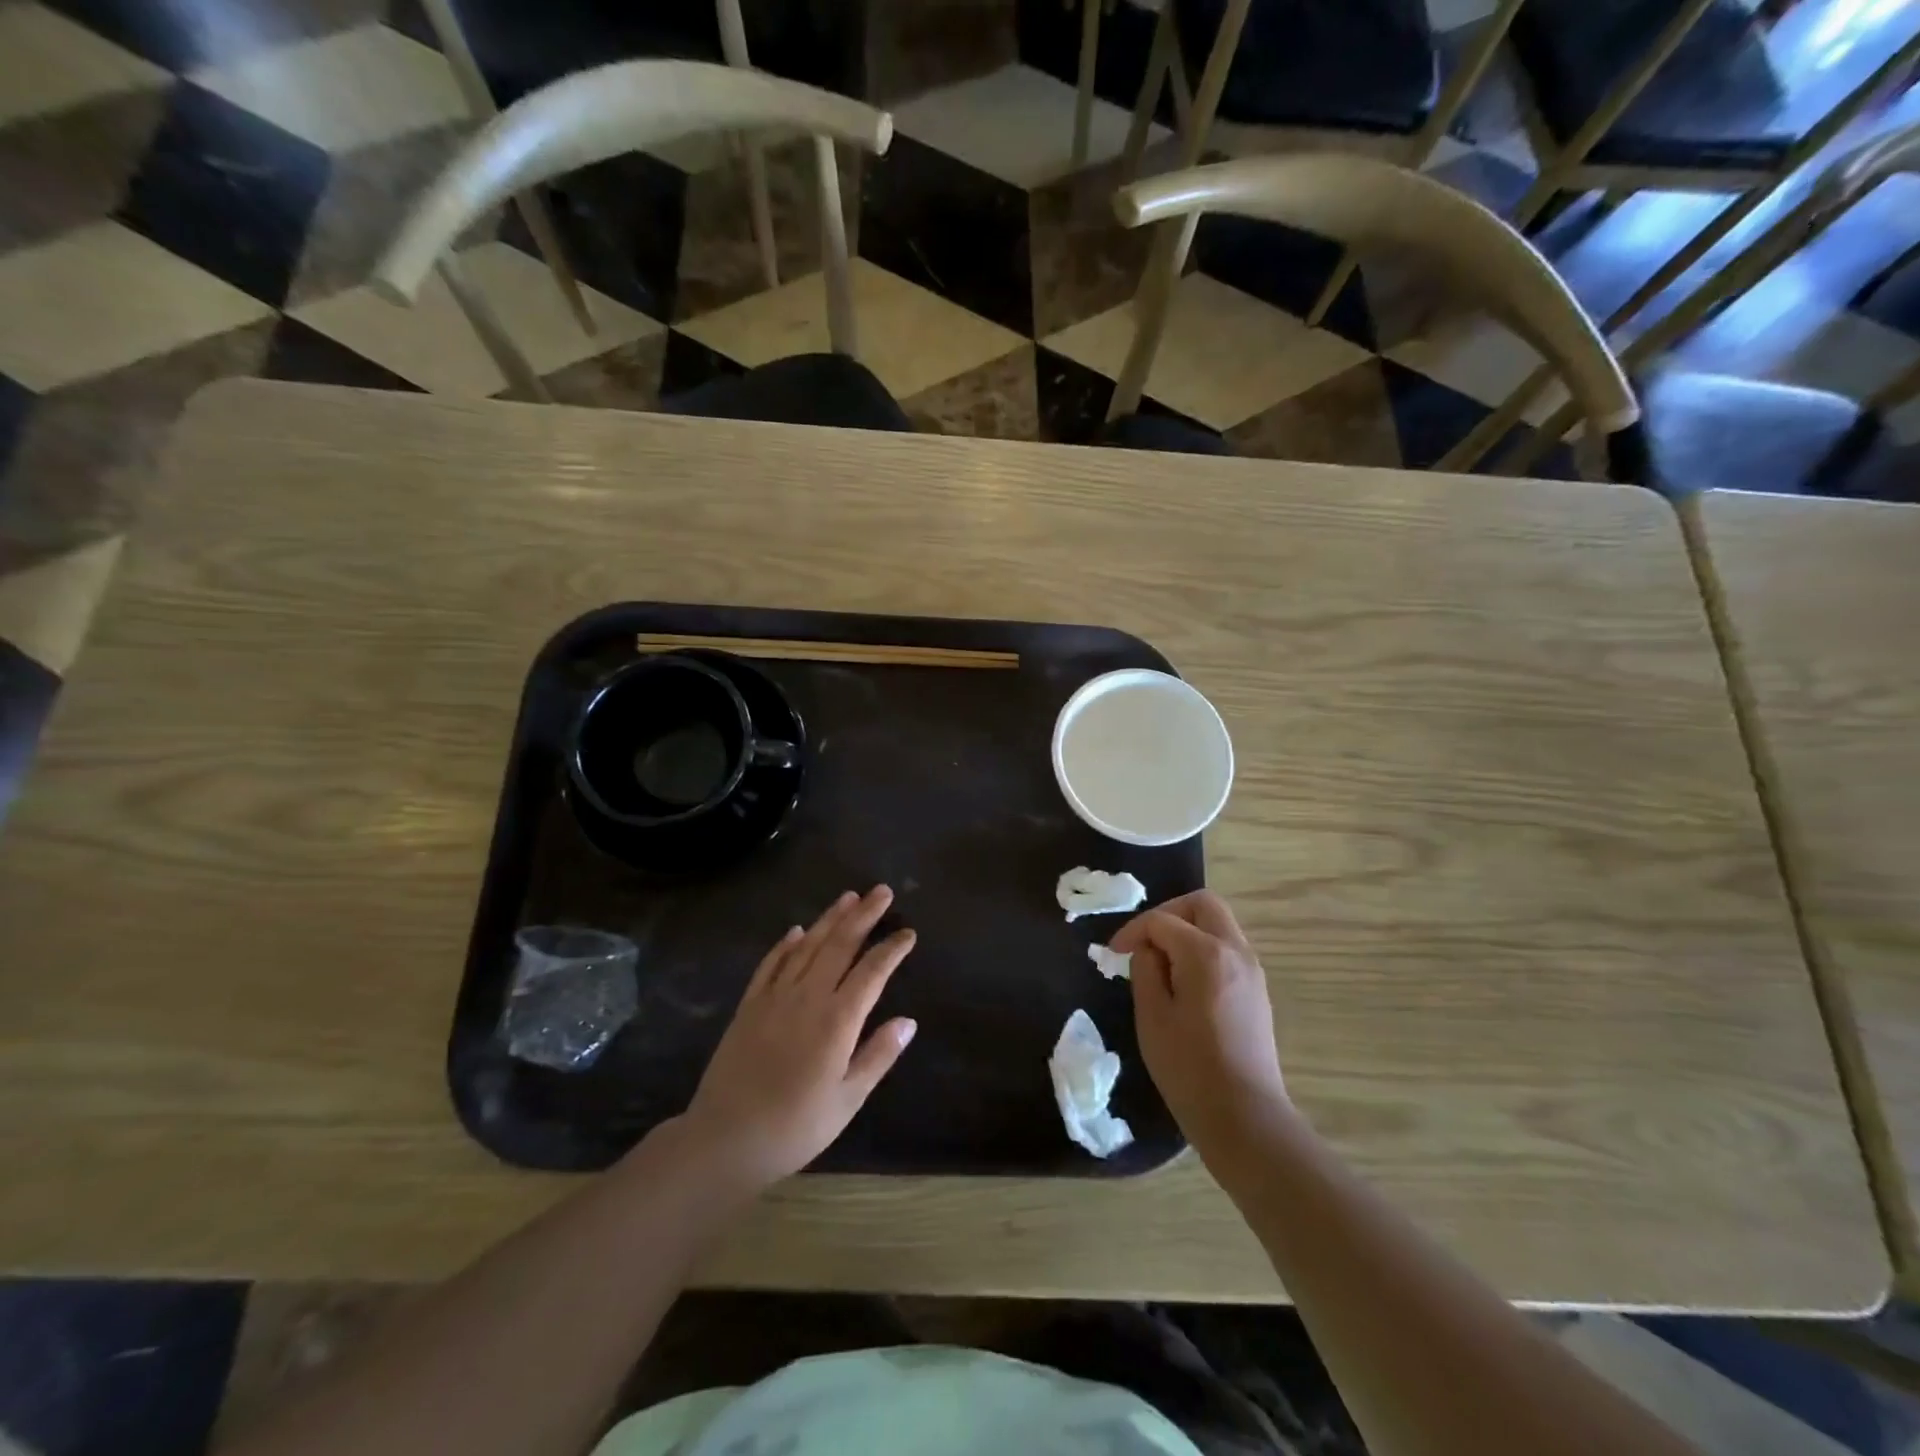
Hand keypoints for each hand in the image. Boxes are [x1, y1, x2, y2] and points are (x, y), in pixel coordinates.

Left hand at [683, 886, 917, 1189]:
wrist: (724, 1139)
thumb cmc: (795, 1127)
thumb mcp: (847, 1100)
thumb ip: (878, 1056)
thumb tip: (908, 1021)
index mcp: (837, 1020)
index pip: (872, 972)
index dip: (892, 949)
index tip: (908, 933)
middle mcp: (807, 996)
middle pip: (840, 944)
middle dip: (864, 915)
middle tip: (882, 891)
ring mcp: (774, 997)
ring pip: (807, 945)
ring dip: (829, 919)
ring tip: (848, 897)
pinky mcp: (749, 1005)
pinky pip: (771, 963)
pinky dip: (786, 944)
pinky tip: (797, 931)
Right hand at [1110, 891, 1287, 1157]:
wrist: (1245, 1118)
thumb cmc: (1189, 1068)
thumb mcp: (1151, 1016)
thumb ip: (1146, 969)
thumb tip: (1150, 949)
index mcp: (1206, 953)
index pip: (1162, 920)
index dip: (1132, 931)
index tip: (1113, 954)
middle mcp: (1236, 951)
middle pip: (1203, 904)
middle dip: (1168, 913)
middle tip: (1144, 942)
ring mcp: (1252, 970)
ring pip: (1218, 925)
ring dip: (1187, 931)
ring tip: (1161, 965)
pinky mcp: (1257, 991)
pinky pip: (1227, 949)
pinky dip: (1202, 950)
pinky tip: (1184, 983)